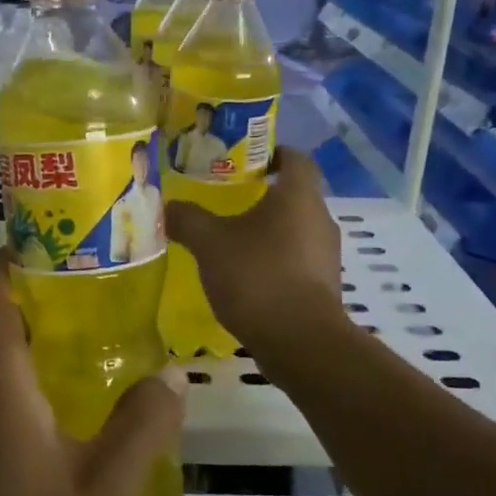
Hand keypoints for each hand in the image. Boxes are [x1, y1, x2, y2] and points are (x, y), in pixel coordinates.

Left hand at [0, 249, 187, 495]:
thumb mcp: (108, 488)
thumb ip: (143, 423)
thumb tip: (171, 371)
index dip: (21, 254)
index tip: (69, 236)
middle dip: (42, 289)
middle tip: (106, 277)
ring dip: (38, 333)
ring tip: (102, 324)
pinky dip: (31, 371)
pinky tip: (79, 392)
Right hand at [164, 146, 343, 350]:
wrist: (300, 342)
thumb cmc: (257, 277)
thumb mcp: (210, 243)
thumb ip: (188, 219)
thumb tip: (168, 206)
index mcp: (299, 197)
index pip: (296, 158)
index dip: (274, 153)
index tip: (247, 159)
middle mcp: (320, 219)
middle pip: (295, 196)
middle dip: (264, 195)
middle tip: (228, 200)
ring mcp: (326, 256)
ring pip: (296, 230)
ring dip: (269, 231)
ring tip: (233, 240)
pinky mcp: (324, 287)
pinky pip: (297, 261)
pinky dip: (275, 261)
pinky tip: (247, 276)